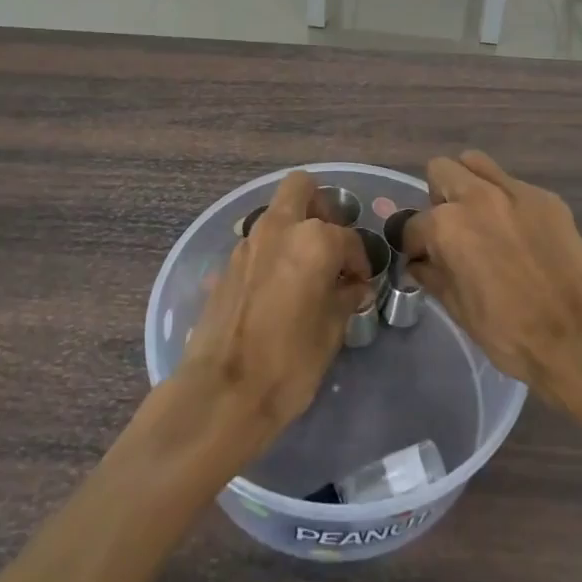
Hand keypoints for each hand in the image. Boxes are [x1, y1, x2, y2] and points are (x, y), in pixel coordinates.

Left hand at [177, 171, 372, 449]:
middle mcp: (278, 228)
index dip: (359, 261)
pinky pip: (257, 243)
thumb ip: (345, 297)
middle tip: (331, 244)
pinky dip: (272, 253)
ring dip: (294, 229)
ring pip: (276, 214)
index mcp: (313, 240)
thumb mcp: (331, 332)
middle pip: (302, 188)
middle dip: (321, 207)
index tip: (361, 284)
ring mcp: (247, 243)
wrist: (220, 393)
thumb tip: (353, 285)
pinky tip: (279, 289)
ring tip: (307, 271)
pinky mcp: (226, 264)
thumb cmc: (288, 364)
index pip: (348, 238)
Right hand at [402, 152, 581, 403]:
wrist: (576, 339)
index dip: (414, 244)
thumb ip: (432, 274)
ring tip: (481, 218)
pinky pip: (513, 185)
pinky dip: (507, 202)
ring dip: (470, 185)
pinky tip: (519, 234)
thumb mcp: (457, 308)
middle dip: (438, 199)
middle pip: (441, 170)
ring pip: (476, 163)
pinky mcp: (546, 198)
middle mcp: (476, 197)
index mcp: (447, 226)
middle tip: (451, 230)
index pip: (413, 224)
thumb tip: (419, 262)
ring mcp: (514, 191)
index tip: (422, 258)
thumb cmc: (508, 332)